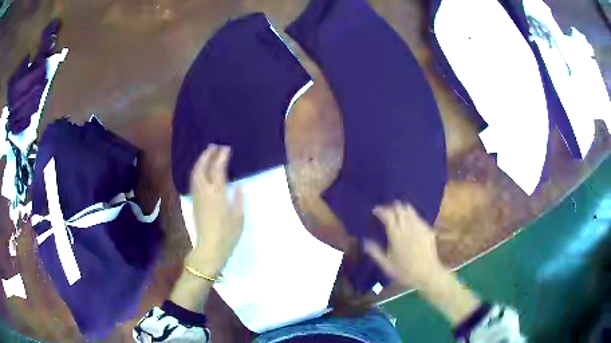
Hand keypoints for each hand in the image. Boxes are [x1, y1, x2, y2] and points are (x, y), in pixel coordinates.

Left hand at [186, 144, 243, 275]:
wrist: (210, 248)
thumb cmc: (227, 235)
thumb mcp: (238, 218)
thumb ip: (238, 200)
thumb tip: (239, 186)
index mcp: (217, 195)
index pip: (218, 170)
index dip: (222, 158)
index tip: (226, 149)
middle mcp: (204, 192)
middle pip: (202, 168)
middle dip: (207, 155)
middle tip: (213, 146)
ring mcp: (197, 197)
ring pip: (195, 174)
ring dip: (200, 162)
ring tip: (207, 154)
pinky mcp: (194, 203)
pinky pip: (194, 182)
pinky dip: (197, 171)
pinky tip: (201, 171)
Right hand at [365, 201, 445, 289]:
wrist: (428, 274)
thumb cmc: (405, 272)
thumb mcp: (386, 265)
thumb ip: (375, 252)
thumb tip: (364, 241)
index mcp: (396, 234)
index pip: (387, 215)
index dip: (380, 210)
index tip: (375, 211)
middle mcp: (407, 227)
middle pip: (399, 208)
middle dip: (391, 207)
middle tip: (386, 212)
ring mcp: (419, 226)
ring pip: (410, 210)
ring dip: (402, 209)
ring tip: (397, 213)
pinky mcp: (427, 229)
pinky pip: (418, 216)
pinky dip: (411, 215)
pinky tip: (410, 222)